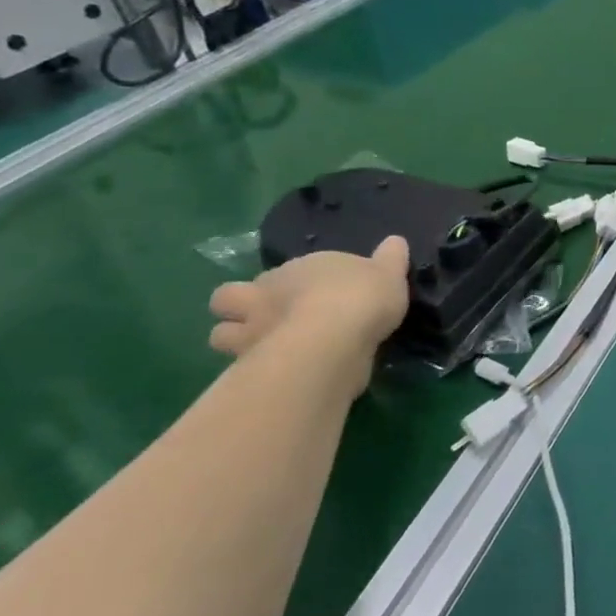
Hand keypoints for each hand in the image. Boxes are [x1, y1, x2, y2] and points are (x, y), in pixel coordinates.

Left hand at [208, 237, 411, 371]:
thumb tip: (395, 241)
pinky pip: (240, 367)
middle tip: (266, 319)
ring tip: (263, 349)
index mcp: (294, 270)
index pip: (279, 273)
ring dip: (236, 340)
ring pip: (220, 334)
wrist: (334, 341)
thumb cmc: (359, 298)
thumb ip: (390, 258)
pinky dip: (252, 369)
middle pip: (227, 298)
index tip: (314, 295)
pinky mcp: (250, 367)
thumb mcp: (389, 273)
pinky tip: (276, 374)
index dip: (290, 283)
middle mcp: (263, 296)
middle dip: (240, 308)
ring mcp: (251, 333)